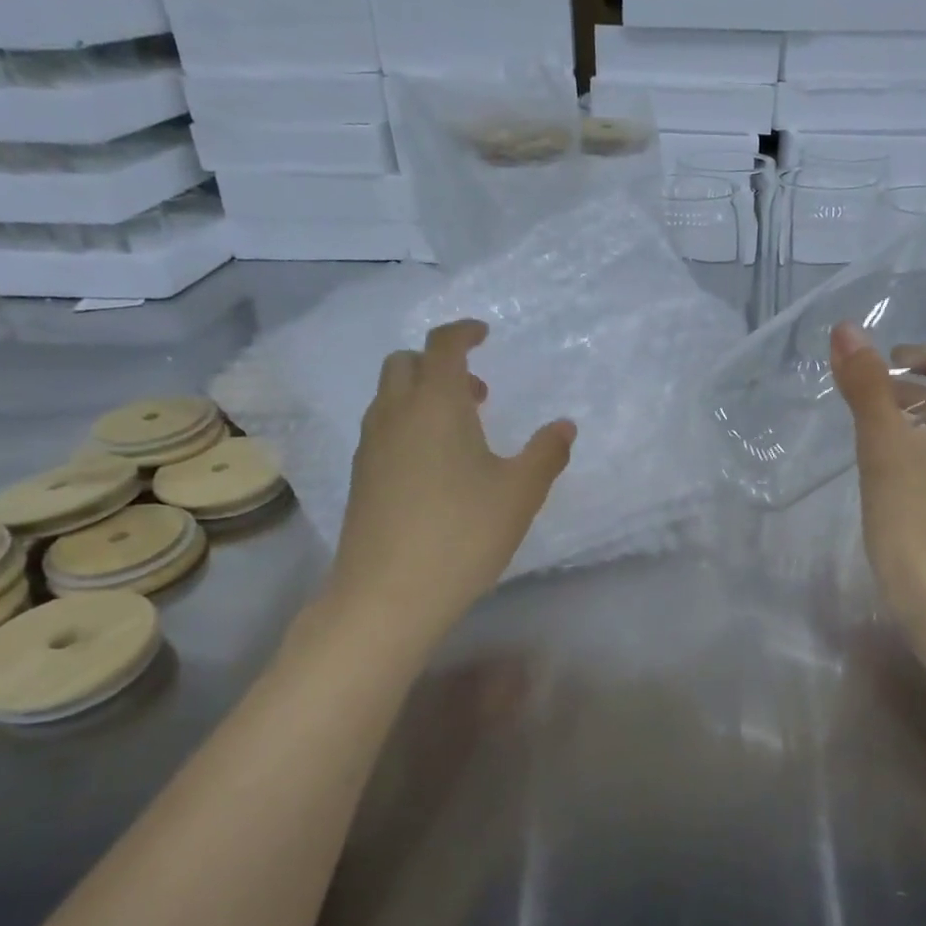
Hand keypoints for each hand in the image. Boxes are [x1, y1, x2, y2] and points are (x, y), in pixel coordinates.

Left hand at [317, 319, 573, 651]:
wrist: (388, 594)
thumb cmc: (462, 532)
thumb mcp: (520, 493)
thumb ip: (546, 453)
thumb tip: (564, 426)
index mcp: (435, 404)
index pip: (442, 346)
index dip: (463, 332)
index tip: (484, 334)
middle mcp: (395, 414)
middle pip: (405, 364)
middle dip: (439, 363)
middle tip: (478, 392)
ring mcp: (371, 447)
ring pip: (390, 397)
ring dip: (423, 395)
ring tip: (463, 431)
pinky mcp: (361, 478)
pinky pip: (383, 429)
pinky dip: (409, 424)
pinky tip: (436, 467)